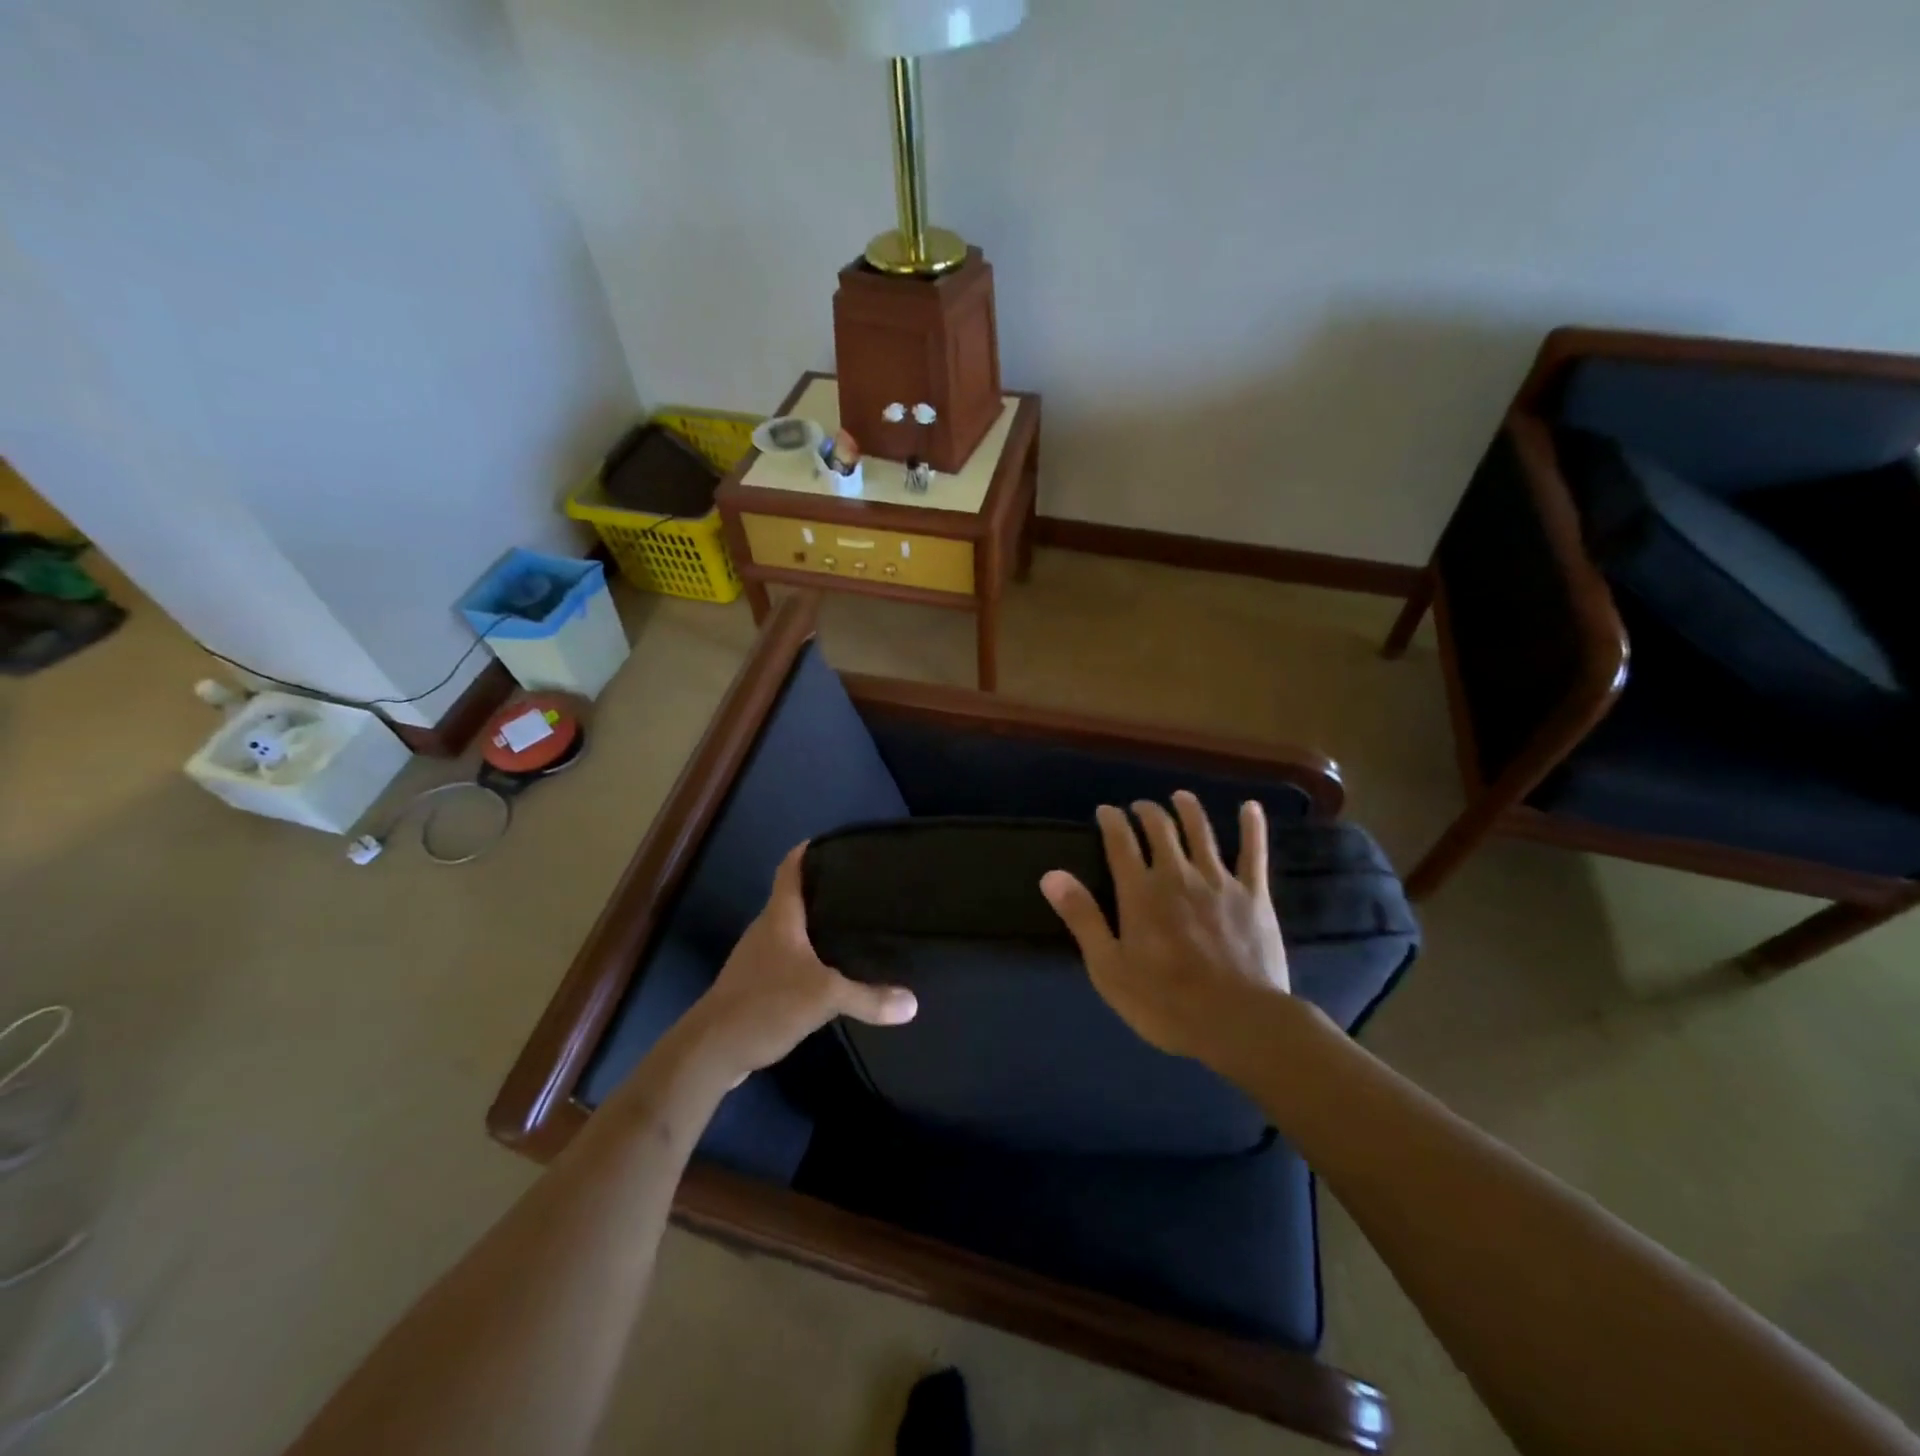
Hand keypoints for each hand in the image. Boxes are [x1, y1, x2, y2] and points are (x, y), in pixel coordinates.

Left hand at [686, 844, 916, 1080]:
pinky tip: (830, 971)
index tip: (834, 843)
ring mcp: (757, 959)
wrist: (710, 1050)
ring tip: (853, 926)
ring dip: (817, 926)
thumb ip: (868, 997)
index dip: (808, 851)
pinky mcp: (755, 986)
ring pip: (792, 931)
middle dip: (824, 891)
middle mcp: (766, 930)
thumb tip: (913, 1003)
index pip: (790, 869)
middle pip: (794, 898)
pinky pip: (788, 960)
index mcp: (779, 917)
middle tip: (862, 889)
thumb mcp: (824, 997)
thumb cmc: (765, 1004)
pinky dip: (809, 958)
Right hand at [1041, 792, 1290, 1064]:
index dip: (1111, 821)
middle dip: (1147, 812)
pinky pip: (1253, 853)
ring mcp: (1218, 881)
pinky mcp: (1253, 894)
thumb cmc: (1165, 1002)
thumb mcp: (1109, 967)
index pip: (1120, 842)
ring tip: (1180, 797)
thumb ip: (1082, 918)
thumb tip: (1051, 875)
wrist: (1238, 1021)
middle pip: (1160, 829)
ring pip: (1201, 832)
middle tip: (1140, 807)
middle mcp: (1177, 875)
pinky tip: (1250, 807)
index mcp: (1140, 892)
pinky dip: (1251, 827)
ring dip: (1189, 810)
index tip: (1105, 811)